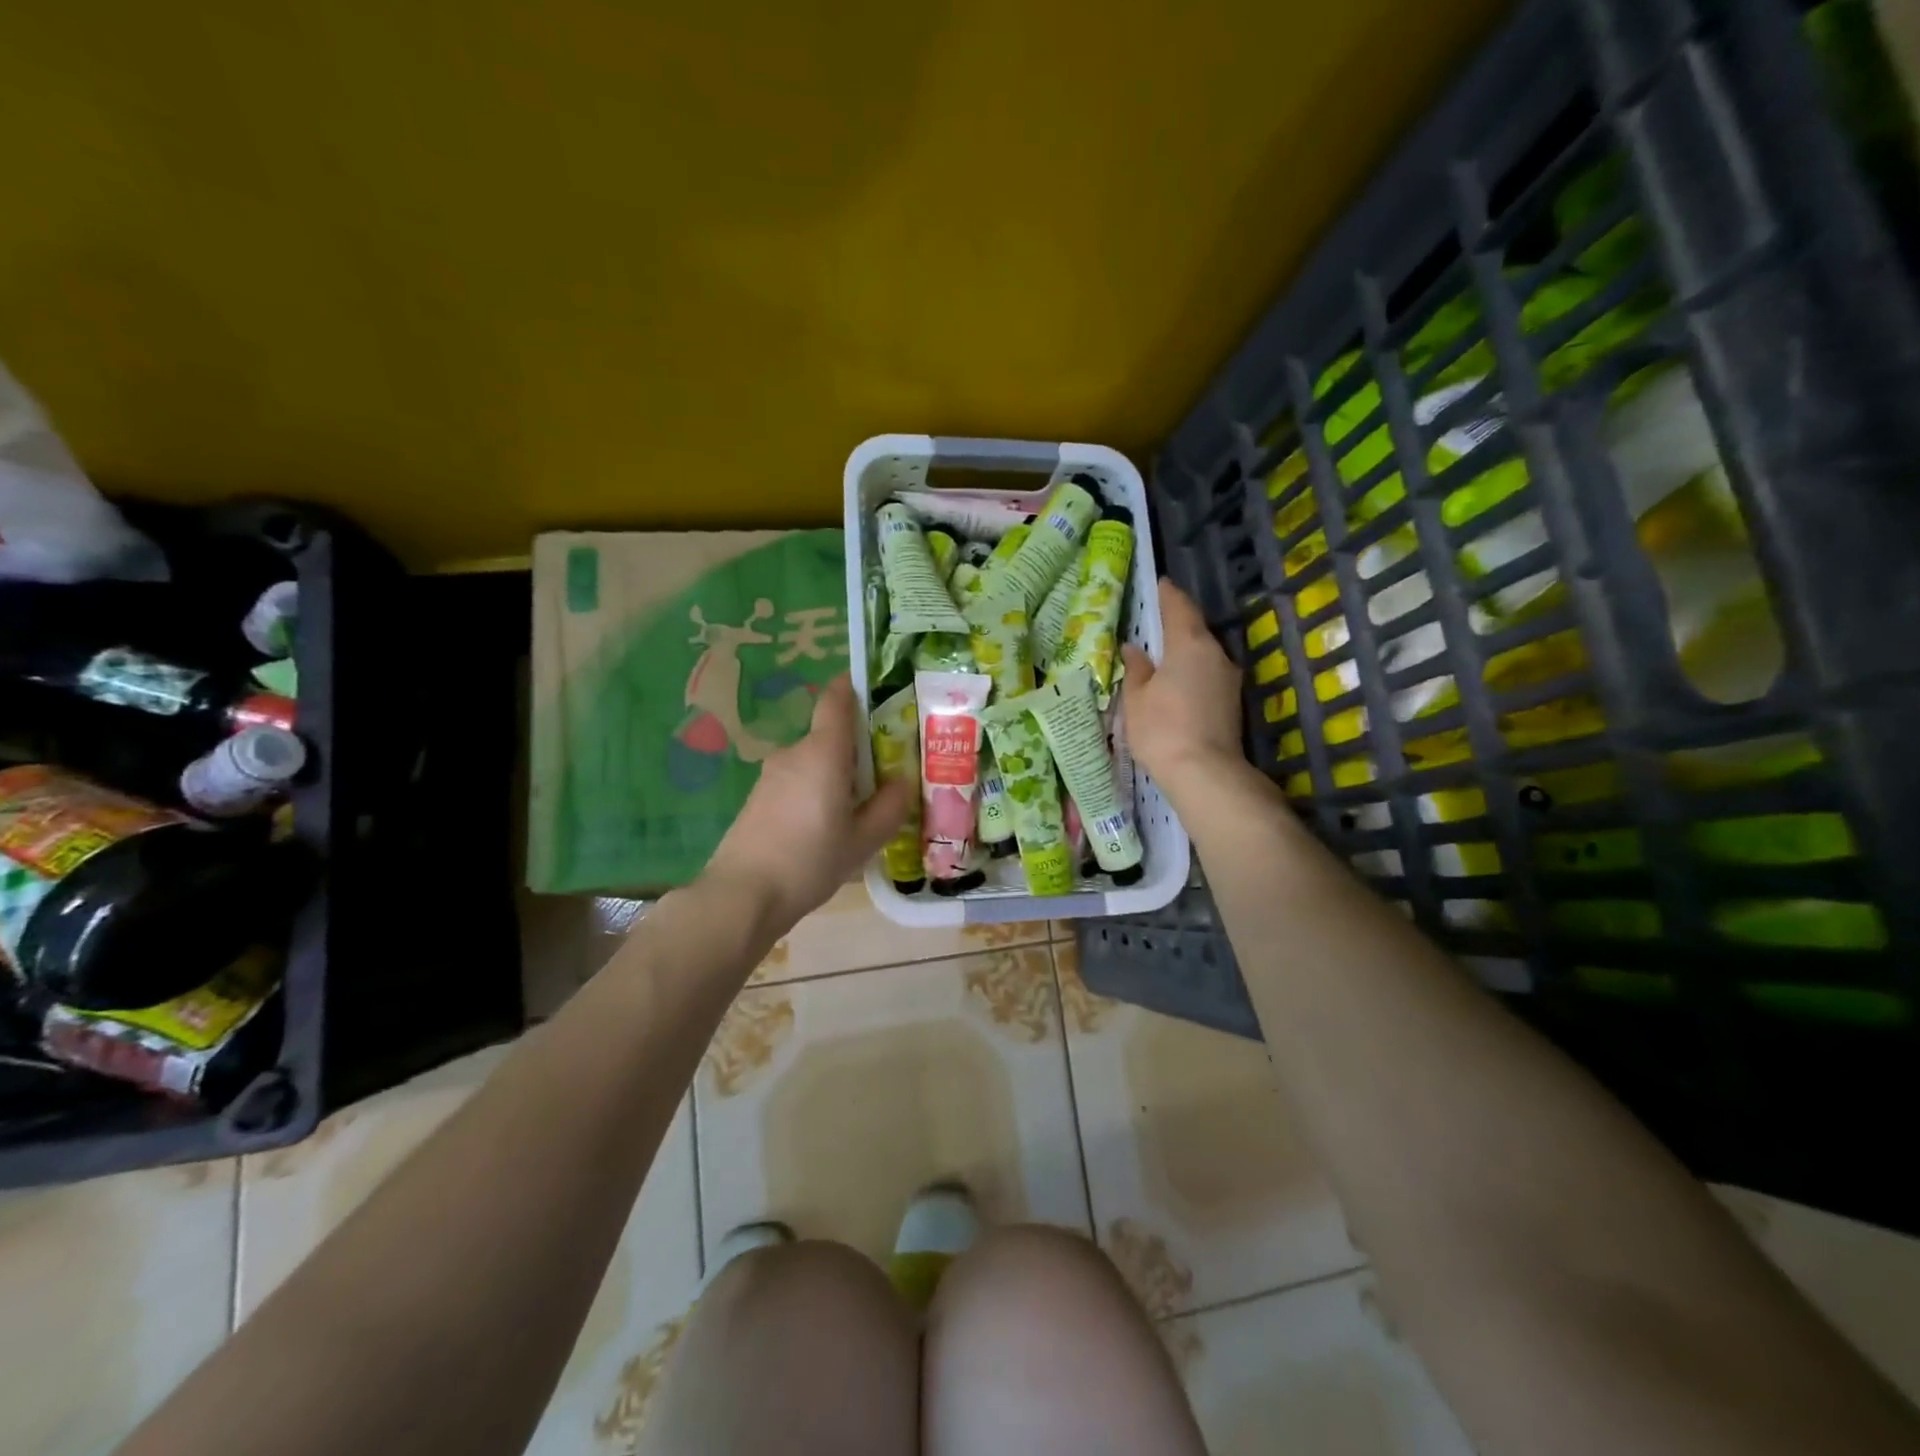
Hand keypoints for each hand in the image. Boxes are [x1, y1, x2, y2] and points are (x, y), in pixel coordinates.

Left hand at [704, 674, 914, 933]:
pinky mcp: (758, 798)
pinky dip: (816, 793)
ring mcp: (771, 775)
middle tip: (885, 777)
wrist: (742, 895)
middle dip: (858, 750)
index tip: (878, 696)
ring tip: (858, 812)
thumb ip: (889, 806)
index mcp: (824, 752)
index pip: (836, 699)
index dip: (855, 688)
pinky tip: (825, 829)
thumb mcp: (863, 840)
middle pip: (831, 736)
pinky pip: (797, 782)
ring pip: (815, 762)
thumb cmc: (810, 861)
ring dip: (836, 776)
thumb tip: (902, 781)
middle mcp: (795, 753)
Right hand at [1122, 579, 1243, 788]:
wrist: (1205, 773)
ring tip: (1160, 656)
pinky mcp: (1231, 701)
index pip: (1178, 606)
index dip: (1166, 593)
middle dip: (1174, 623)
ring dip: (1183, 650)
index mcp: (1189, 644)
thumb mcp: (1136, 698)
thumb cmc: (1162, 729)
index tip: (1157, 584)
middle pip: (1194, 629)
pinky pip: (1207, 674)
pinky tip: (1175, 683)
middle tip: (1152, 621)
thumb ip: (1136, 669)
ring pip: (1203, 653)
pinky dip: (1191, 671)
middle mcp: (1215, 654)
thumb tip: (1134, 649)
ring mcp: (1228, 678)